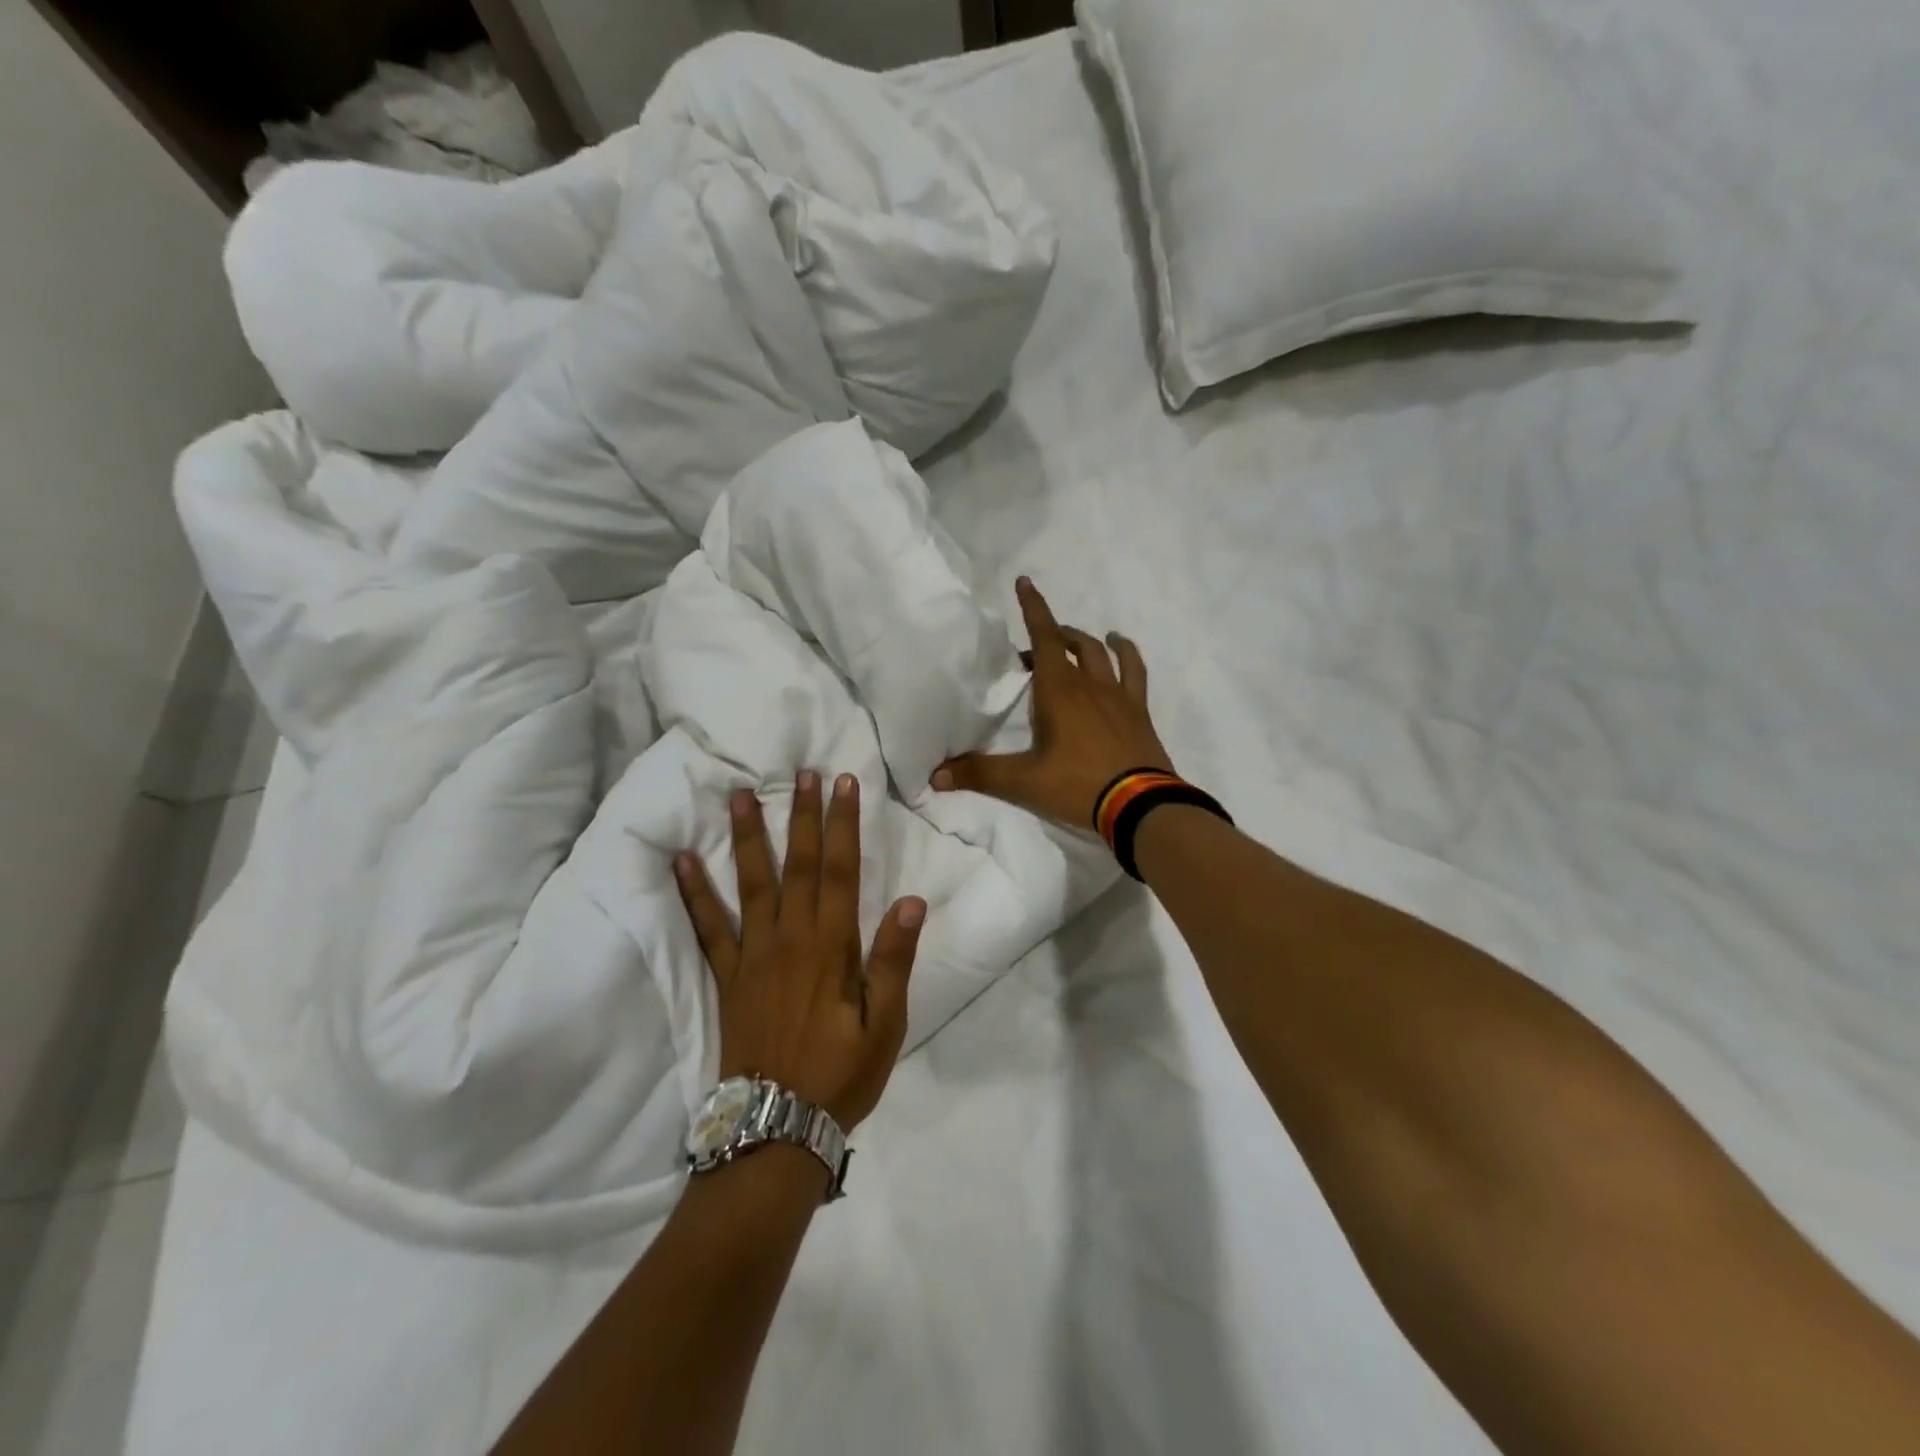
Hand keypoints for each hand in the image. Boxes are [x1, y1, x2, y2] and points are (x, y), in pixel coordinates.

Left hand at [675, 772, 924, 1130]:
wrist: (776, 1128)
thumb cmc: (840, 1075)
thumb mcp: (885, 1025)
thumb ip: (893, 961)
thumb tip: (911, 902)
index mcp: (831, 946)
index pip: (842, 871)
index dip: (843, 824)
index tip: (842, 784)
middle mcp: (790, 938)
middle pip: (799, 865)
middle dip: (802, 816)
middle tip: (800, 773)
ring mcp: (752, 955)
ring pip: (751, 883)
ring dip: (748, 837)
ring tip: (740, 796)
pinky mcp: (727, 976)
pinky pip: (707, 928)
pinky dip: (693, 892)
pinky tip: (681, 860)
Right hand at [931, 576, 1174, 828]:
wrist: (1140, 805)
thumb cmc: (1078, 785)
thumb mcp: (1023, 781)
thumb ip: (979, 774)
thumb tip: (935, 776)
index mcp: (1059, 691)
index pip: (1044, 638)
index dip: (1034, 609)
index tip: (1025, 582)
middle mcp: (1090, 684)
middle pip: (1072, 644)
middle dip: (1052, 636)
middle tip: (1033, 650)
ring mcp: (1119, 696)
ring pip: (1104, 654)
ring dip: (1087, 642)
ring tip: (1079, 640)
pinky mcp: (1139, 712)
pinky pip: (1135, 672)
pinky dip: (1127, 656)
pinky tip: (1122, 652)